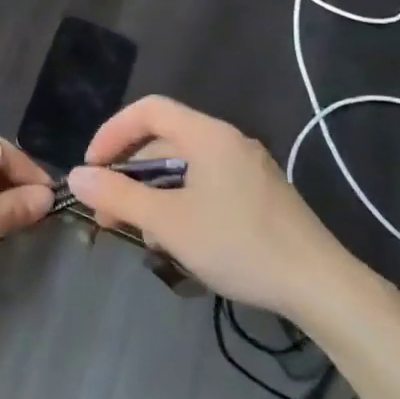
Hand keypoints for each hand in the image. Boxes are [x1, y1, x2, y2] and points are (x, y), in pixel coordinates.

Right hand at [66, 96, 362, 321]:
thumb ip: (118, 195)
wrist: (322, 287)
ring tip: (140, 234)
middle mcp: (228, 142)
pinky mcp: (259, 195)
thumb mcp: (168, 222)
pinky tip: (176, 239)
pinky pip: (205, 185)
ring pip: (183, 168)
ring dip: (152, 194)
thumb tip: (76, 176)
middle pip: (163, 141)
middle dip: (129, 174)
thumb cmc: (239, 245)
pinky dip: (179, 203)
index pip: (147, 110)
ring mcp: (247, 169)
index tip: (92, 169)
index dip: (112, 133)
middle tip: (108, 213)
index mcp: (207, 135)